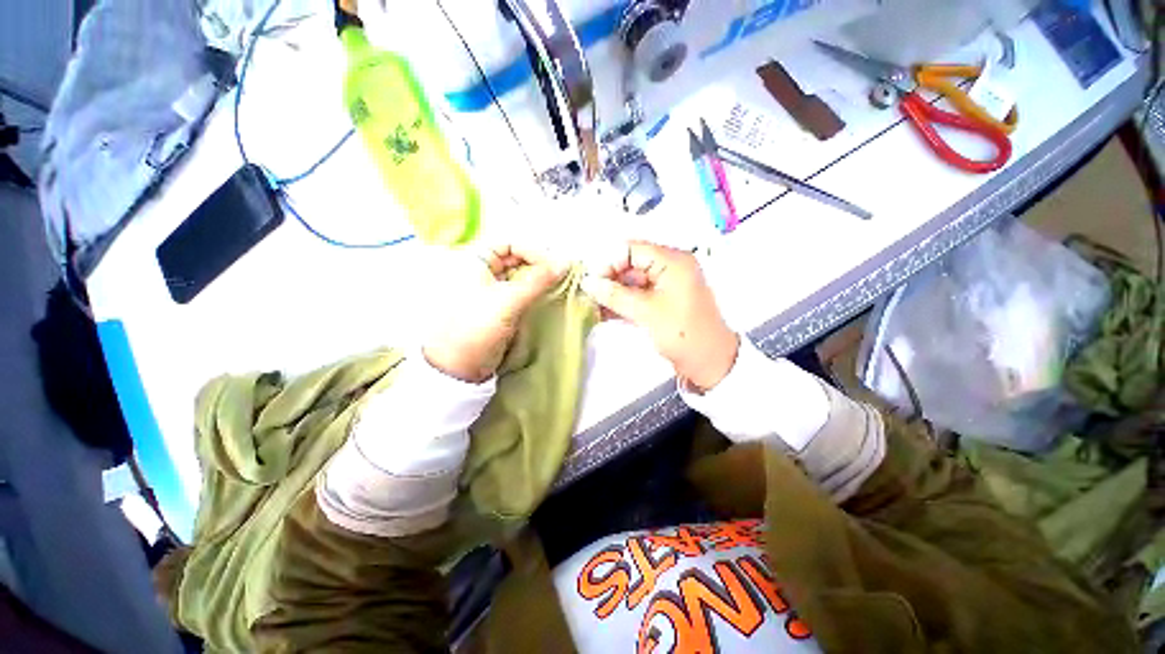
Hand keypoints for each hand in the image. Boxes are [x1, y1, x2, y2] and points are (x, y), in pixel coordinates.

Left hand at [424, 244, 565, 382]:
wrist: (460, 366)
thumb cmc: (477, 326)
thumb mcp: (509, 300)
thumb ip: (539, 280)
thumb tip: (565, 262)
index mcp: (475, 261)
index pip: (510, 244)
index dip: (532, 251)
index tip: (554, 265)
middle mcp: (484, 272)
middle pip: (517, 260)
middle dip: (539, 265)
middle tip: (562, 275)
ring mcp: (493, 292)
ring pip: (521, 278)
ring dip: (540, 280)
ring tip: (560, 286)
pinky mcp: (501, 309)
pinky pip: (522, 294)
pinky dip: (536, 294)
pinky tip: (551, 298)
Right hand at [581, 242, 738, 390]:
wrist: (709, 363)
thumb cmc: (682, 333)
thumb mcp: (647, 312)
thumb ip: (615, 295)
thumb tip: (587, 283)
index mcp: (672, 261)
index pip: (632, 249)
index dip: (608, 262)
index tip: (591, 282)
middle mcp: (669, 266)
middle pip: (630, 263)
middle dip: (607, 278)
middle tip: (587, 295)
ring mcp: (665, 284)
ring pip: (630, 281)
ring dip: (611, 292)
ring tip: (591, 305)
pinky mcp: (660, 300)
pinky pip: (636, 294)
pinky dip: (620, 302)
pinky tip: (602, 312)